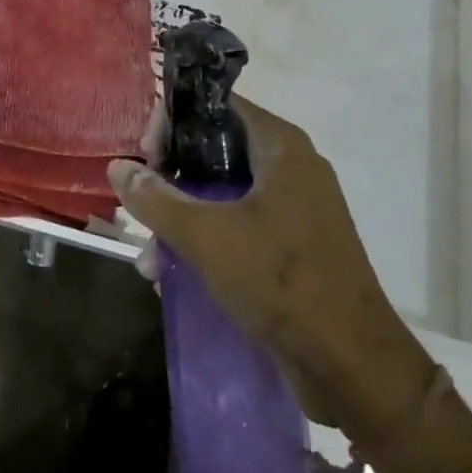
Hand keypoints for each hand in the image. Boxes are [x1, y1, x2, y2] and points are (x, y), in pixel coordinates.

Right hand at [108, 96, 432, 435]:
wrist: (354, 367)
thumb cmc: (281, 281)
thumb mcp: (206, 236)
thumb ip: (156, 199)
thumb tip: (118, 168)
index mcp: (280, 146)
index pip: (216, 105)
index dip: (174, 119)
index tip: (144, 152)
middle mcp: (291, 167)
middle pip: (216, 150)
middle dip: (171, 179)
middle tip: (140, 202)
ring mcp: (296, 209)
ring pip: (224, 195)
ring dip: (183, 220)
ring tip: (150, 261)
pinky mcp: (295, 248)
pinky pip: (240, 227)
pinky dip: (208, 242)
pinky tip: (175, 275)